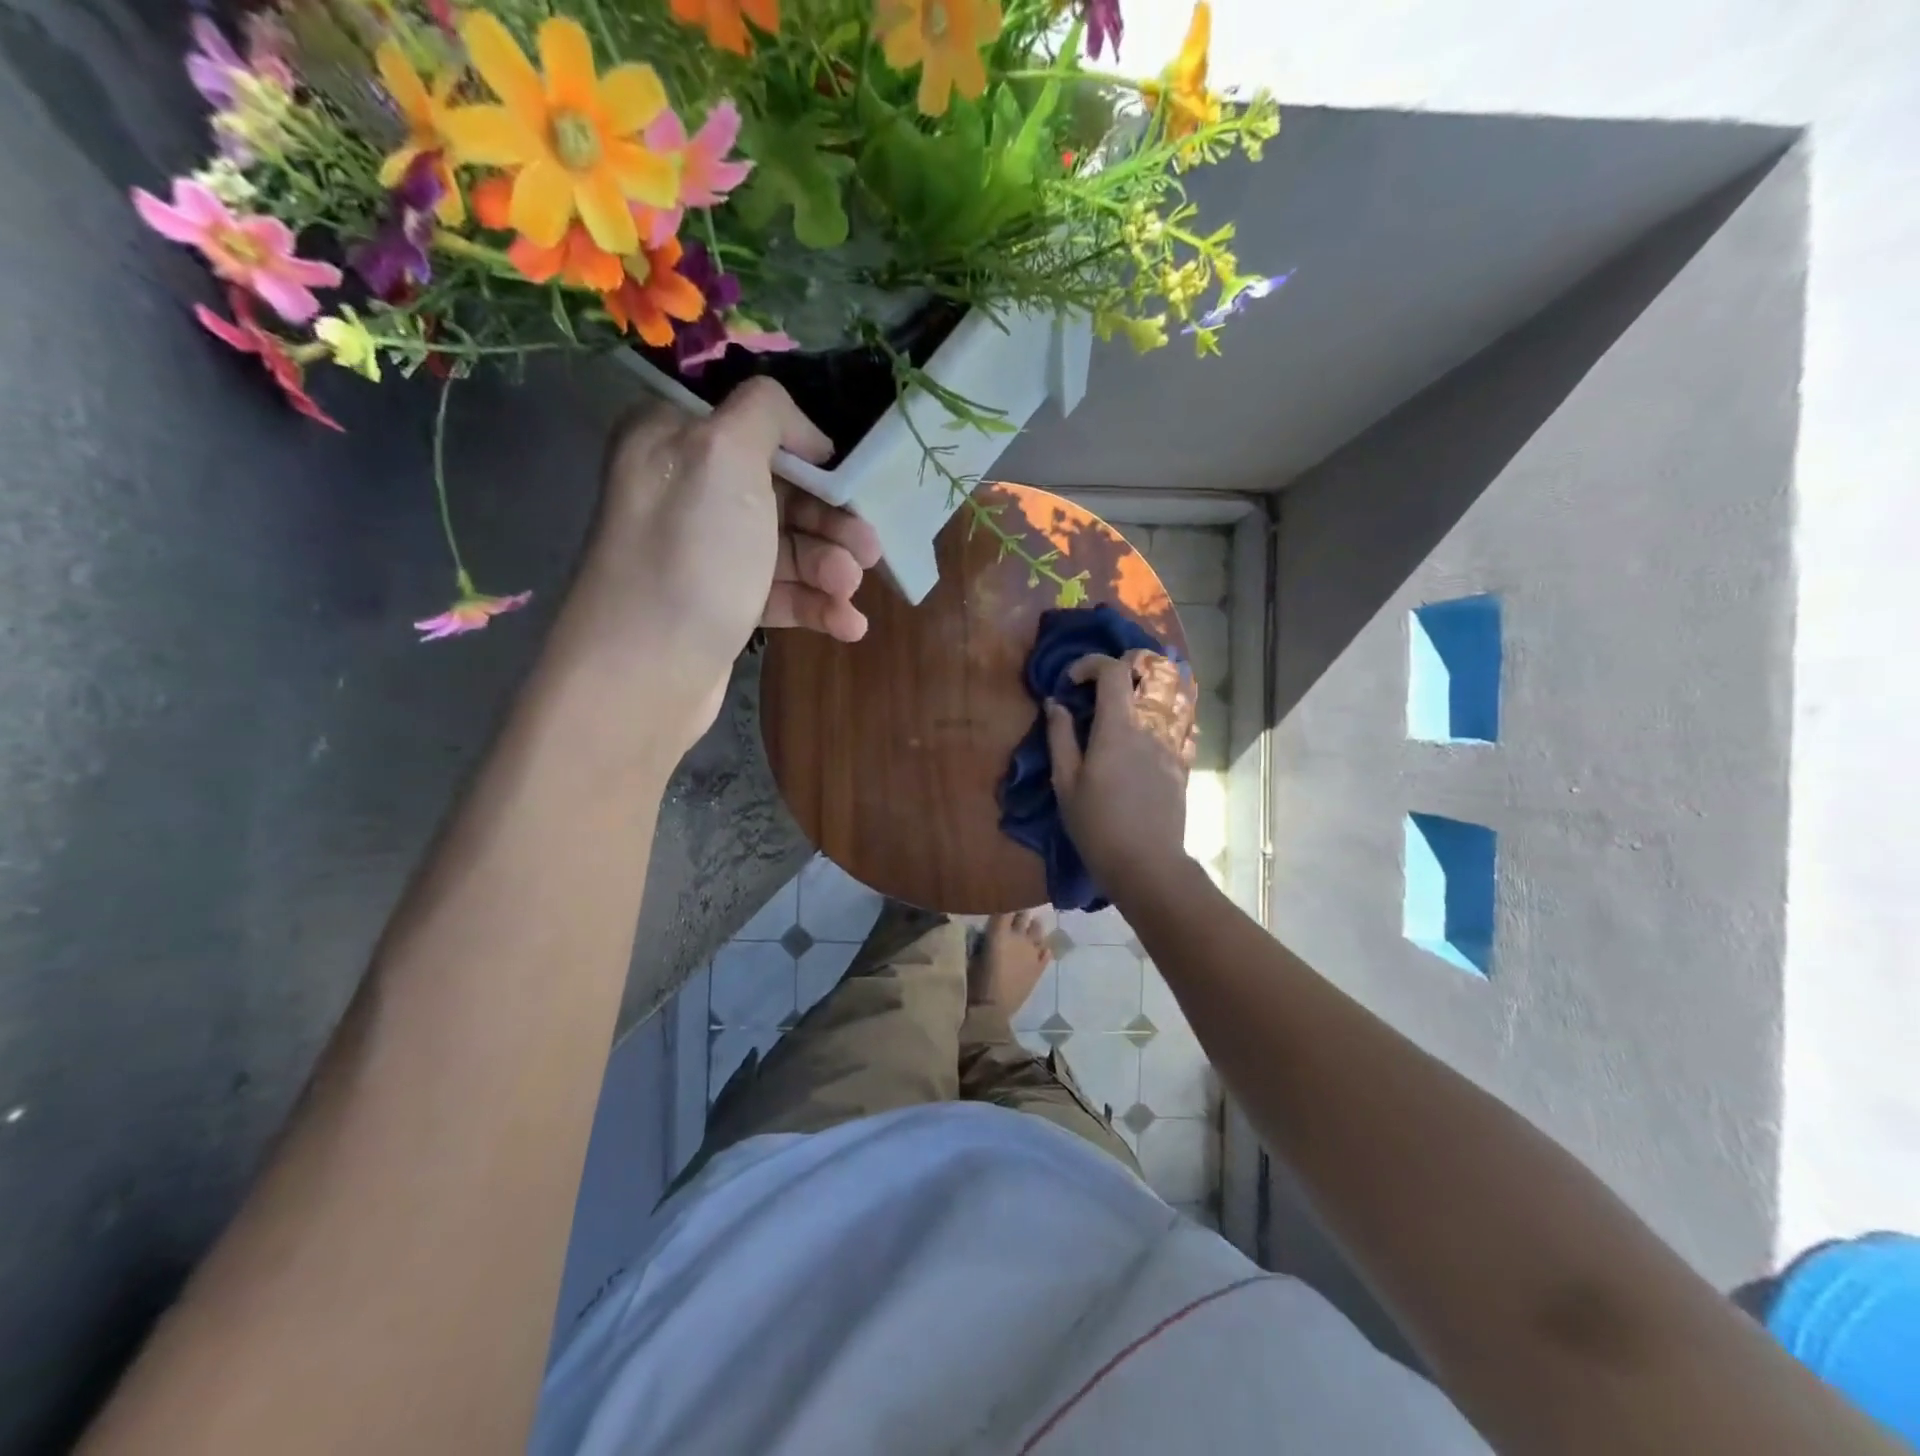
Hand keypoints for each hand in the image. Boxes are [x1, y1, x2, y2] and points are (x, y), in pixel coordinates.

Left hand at [558, 379, 881, 747]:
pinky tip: (848, 625)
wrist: (646, 670)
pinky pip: (781, 592)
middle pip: (782, 491)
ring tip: (849, 591)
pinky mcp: (723, 603)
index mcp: (675, 438)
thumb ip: (766, 413)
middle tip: (869, 548)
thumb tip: (804, 433)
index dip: (807, 449)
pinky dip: (817, 605)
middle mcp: (688, 489)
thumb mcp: (724, 455)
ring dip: (829, 567)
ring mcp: (706, 552)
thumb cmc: (691, 554)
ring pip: (787, 546)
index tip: (846, 476)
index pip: (755, 425)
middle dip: (832, 521)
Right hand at [1046, 651, 1198, 893]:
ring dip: (1154, 684)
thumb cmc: (1096, 825)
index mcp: (1118, 727)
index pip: (1113, 671)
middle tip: (1105, 683)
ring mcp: (1173, 743)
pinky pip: (1186, 723)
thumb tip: (1057, 704)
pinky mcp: (1183, 762)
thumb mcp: (1065, 782)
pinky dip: (1171, 713)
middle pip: (1154, 671)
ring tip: (1132, 698)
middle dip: (1127, 665)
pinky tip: (1154, 726)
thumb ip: (1060, 737)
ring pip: (1177, 693)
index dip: (1090, 664)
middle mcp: (1151, 725)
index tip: (1071, 682)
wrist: (1145, 863)